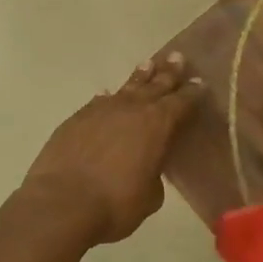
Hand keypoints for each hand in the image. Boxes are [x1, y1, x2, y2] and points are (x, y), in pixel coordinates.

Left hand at [21, 53, 203, 244]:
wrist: (62, 203)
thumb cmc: (115, 204)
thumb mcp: (150, 196)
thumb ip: (154, 173)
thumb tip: (147, 165)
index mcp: (158, 124)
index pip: (182, 102)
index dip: (192, 92)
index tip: (199, 81)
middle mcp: (132, 109)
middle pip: (156, 84)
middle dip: (168, 72)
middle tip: (177, 57)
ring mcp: (102, 110)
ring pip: (127, 87)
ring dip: (140, 77)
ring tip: (148, 64)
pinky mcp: (77, 118)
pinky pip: (100, 102)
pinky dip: (109, 98)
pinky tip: (109, 95)